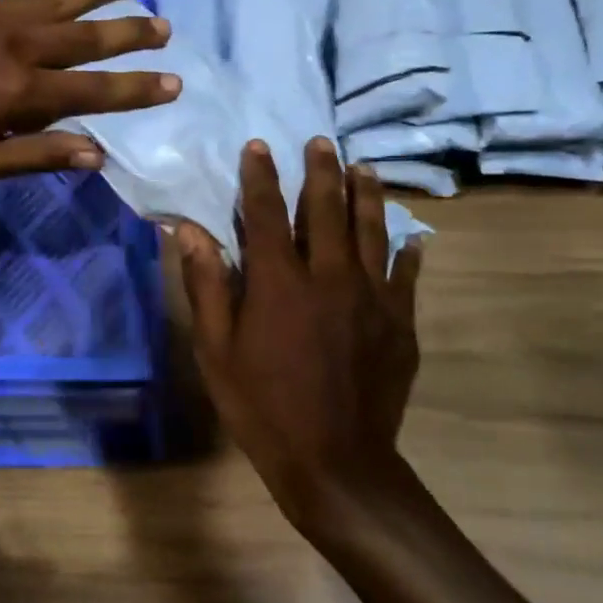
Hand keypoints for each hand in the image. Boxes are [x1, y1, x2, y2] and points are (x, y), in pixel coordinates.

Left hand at [0, 0, 178, 180]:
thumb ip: (39, 156)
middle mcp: (21, 49)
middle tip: (164, 27)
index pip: (95, 90)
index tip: (173, 82)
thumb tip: (95, 155)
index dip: (137, 88)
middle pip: (87, 38)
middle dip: (129, 33)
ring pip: (59, 1)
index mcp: (24, 94)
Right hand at [178, 136, 421, 530]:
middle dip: (321, 171)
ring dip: (366, 195)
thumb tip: (190, 231)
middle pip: (327, 210)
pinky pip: (406, 277)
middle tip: (322, 142)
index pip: (266, 214)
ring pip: (372, 232)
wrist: (334, 460)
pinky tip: (412, 238)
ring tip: (364, 168)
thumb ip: (207, 286)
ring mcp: (372, 298)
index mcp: (279, 282)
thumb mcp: (216, 351)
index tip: (258, 146)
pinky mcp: (399, 323)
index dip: (260, 177)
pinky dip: (408, 253)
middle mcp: (330, 277)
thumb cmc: (262, 406)